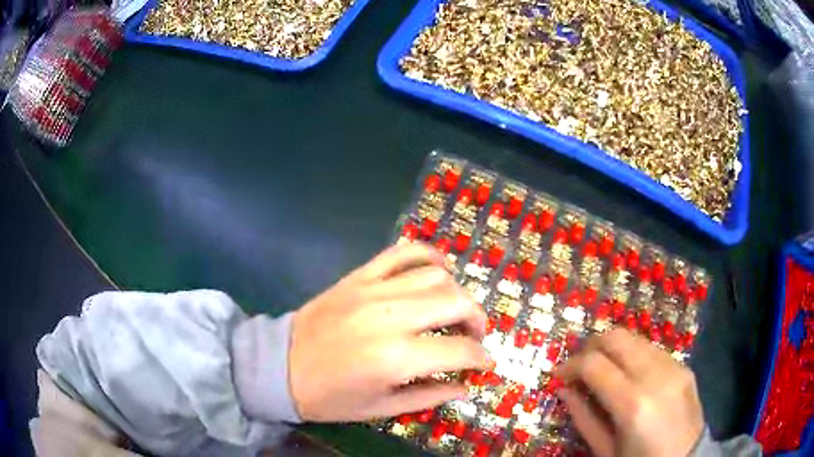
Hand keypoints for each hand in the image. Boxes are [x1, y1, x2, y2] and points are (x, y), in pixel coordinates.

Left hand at [289, 243, 490, 421]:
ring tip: (454, 309)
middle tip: (474, 335)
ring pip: (435, 275)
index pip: (460, 350)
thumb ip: (430, 395)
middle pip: (456, 302)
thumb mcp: (381, 408)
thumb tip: (466, 386)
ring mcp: (373, 291)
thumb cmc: (330, 397)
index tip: (486, 363)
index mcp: (396, 358)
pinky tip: (437, 269)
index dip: (481, 357)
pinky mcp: (358, 277)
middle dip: (477, 319)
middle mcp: (390, 317)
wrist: (280, 366)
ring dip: (456, 292)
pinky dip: (427, 255)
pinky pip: (401, 253)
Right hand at [555, 328, 703, 456]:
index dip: (570, 365)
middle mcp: (655, 376)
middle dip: (590, 346)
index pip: (594, 363)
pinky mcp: (684, 366)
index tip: (559, 375)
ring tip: (602, 370)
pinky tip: (628, 376)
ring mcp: (674, 367)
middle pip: (616, 337)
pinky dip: (632, 356)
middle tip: (578, 366)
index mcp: (633, 404)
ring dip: (612, 349)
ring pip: (634, 338)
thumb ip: (583, 418)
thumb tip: (565, 390)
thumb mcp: (605, 450)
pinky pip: (651, 349)